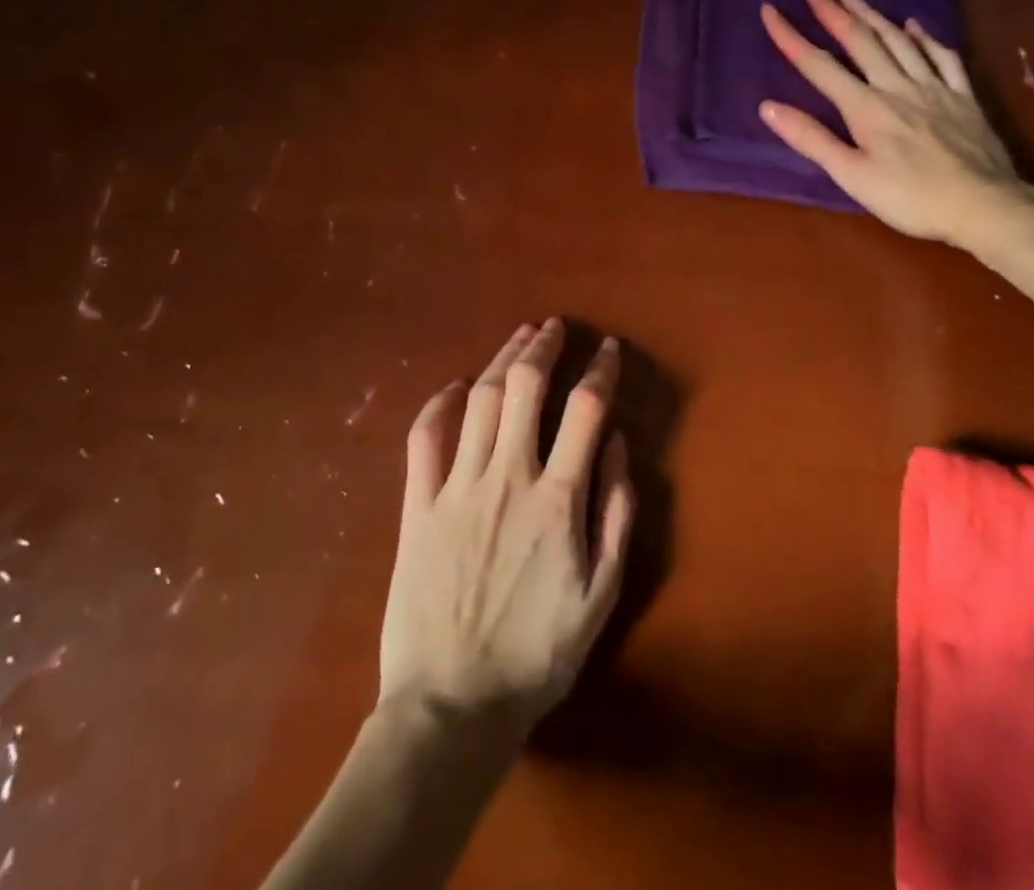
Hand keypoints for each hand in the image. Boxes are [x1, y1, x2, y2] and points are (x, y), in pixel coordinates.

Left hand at [379, 319, 633, 731]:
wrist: (452, 706)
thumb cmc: (537, 653)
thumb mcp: (602, 593)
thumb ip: (616, 512)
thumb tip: (616, 443)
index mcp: (558, 498)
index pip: (585, 409)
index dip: (600, 369)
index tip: (608, 348)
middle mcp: (507, 477)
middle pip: (524, 388)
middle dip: (542, 347)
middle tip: (553, 328)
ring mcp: (457, 488)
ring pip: (478, 400)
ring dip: (501, 361)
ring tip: (518, 338)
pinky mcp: (418, 507)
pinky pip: (424, 439)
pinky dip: (438, 404)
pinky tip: (454, 386)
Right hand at [759, 0, 1025, 242]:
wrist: (982, 205)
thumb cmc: (910, 198)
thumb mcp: (852, 176)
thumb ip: (811, 139)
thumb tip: (768, 107)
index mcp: (866, 107)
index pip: (818, 65)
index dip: (791, 37)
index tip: (770, 10)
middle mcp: (896, 86)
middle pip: (860, 41)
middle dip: (833, 10)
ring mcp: (934, 88)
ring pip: (898, 41)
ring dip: (872, 14)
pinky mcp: (963, 97)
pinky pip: (943, 57)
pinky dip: (925, 38)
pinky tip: (914, 26)